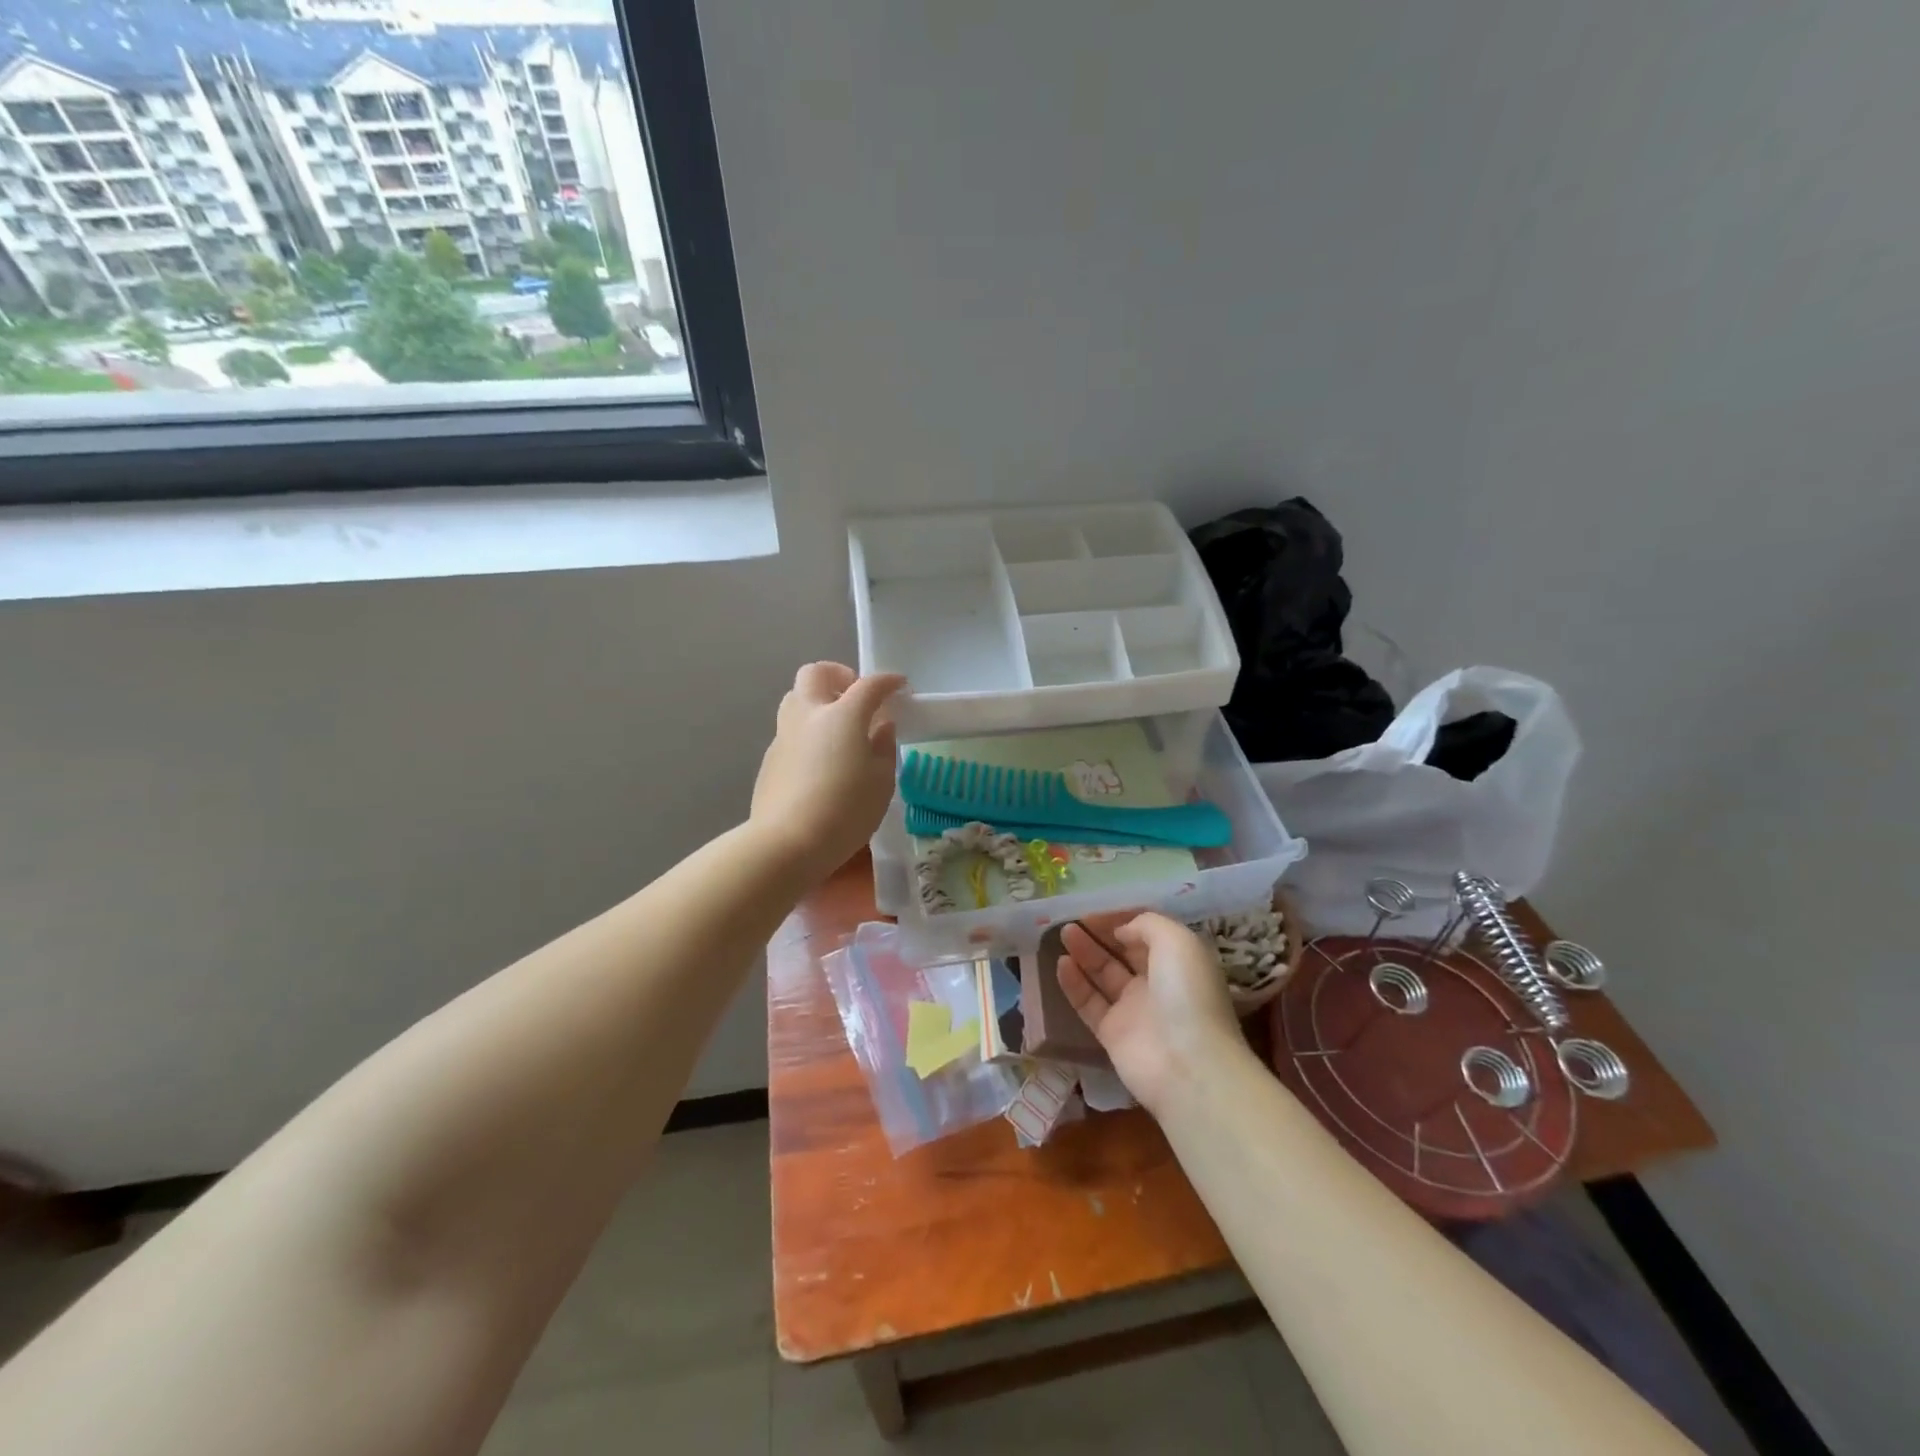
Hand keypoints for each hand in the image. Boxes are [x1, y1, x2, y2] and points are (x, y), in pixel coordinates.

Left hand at [751, 663, 906, 880]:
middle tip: (856, 697)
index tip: (900, 686)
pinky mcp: (770, 758)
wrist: (787, 843)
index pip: (868, 685)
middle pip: (816, 673)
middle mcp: (809, 715)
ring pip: (795, 698)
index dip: (887, 681)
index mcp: (842, 716)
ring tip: (837, 727)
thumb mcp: (881, 782)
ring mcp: (784, 735)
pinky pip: (789, 730)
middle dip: (838, 675)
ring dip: (817, 701)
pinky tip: (819, 761)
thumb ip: (884, 747)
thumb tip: (882, 726)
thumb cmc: (846, 811)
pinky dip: (807, 732)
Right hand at [1057, 913, 1244, 1115]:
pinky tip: (1061, 964)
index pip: (1146, 934)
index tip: (1096, 911)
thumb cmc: (1186, 993)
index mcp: (1178, 962)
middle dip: (1100, 935)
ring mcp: (1134, 1010)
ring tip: (1064, 934)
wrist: (1188, 1065)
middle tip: (1073, 920)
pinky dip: (1074, 983)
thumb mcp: (1177, 941)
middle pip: (1123, 953)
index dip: (1122, 920)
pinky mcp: (1112, 1034)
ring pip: (1104, 975)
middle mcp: (1157, 984)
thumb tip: (1121, 931)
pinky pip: (1089, 1003)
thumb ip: (1146, 924)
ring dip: (1085, 953)